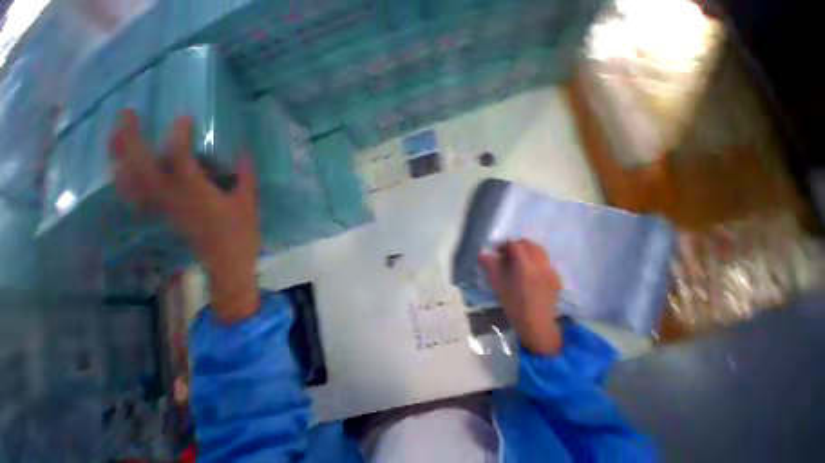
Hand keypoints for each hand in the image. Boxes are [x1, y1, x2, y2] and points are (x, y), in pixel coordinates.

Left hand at [109, 110, 259, 322]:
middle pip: (137, 162)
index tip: (185, 118)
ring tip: (117, 134)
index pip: (178, 154)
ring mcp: (159, 204)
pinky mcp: (160, 213)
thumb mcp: (249, 202)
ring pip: (127, 176)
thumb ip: (245, 175)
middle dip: (130, 135)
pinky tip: (123, 167)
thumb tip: (243, 151)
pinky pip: (132, 192)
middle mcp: (168, 194)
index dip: (179, 133)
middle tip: (128, 113)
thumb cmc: (241, 231)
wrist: (226, 260)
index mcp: (193, 191)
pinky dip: (123, 177)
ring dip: (118, 153)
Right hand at [479, 239, 562, 354]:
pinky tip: (530, 272)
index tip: (497, 253)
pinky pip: (546, 261)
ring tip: (519, 261)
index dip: (504, 245)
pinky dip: (536, 260)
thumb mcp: (497, 284)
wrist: (536, 324)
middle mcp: (541, 265)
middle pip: (529, 244)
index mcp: (525, 266)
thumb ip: (490, 265)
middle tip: (507, 256)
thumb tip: (482, 252)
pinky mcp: (557, 278)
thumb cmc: (513, 304)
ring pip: (540, 251)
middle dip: (516, 246)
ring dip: (527, 251)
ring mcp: (551, 271)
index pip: (515, 245)